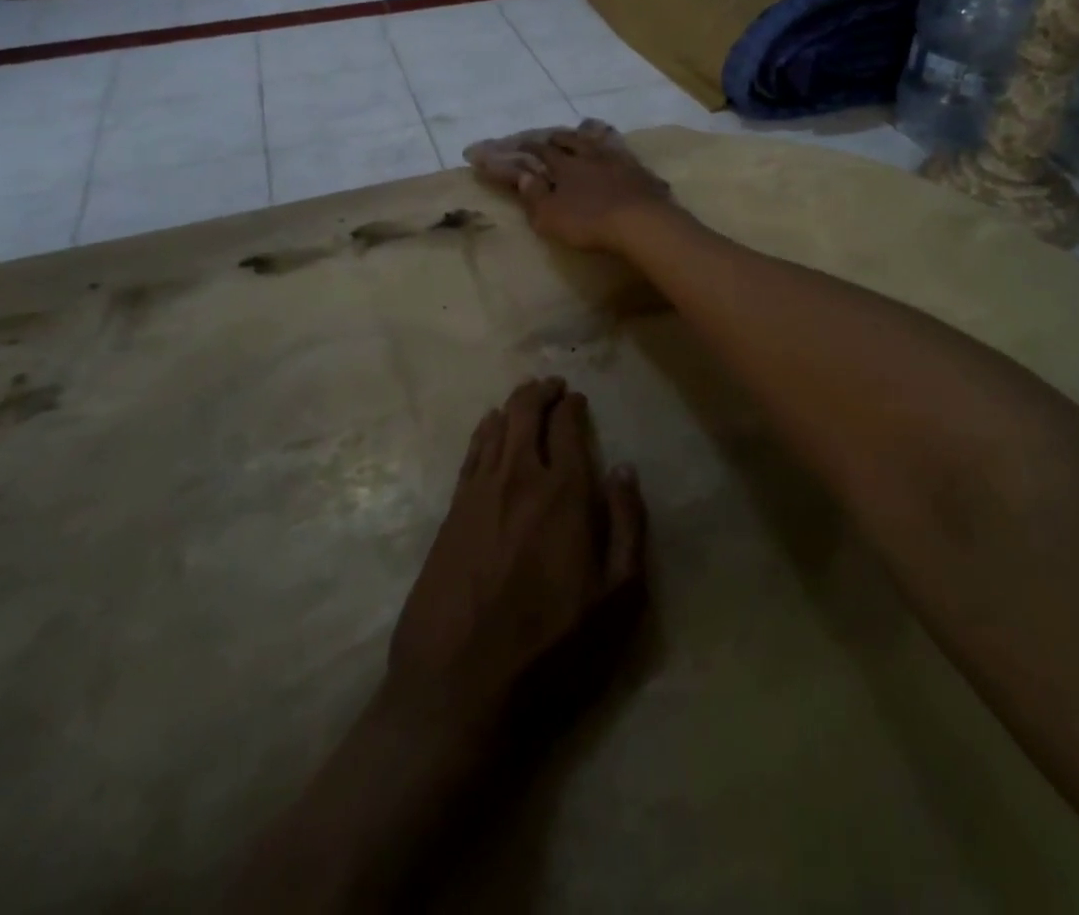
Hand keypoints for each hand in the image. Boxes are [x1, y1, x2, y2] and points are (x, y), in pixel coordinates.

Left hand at [387, 379, 647, 730]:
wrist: (458, 692)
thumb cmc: (552, 651)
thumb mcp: (618, 601)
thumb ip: (628, 527)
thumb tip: (624, 471)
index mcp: (565, 494)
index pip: (568, 427)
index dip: (572, 406)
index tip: (577, 399)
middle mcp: (520, 478)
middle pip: (526, 413)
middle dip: (541, 392)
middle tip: (552, 386)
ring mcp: (478, 494)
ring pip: (496, 427)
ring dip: (513, 405)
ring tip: (525, 397)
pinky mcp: (450, 515)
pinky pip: (470, 454)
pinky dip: (484, 431)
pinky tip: (488, 426)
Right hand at [468, 121, 674, 253]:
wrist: (640, 222)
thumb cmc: (588, 222)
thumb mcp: (549, 216)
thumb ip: (534, 195)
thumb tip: (523, 175)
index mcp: (565, 166)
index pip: (544, 151)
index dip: (531, 147)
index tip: (522, 145)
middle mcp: (591, 155)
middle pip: (573, 140)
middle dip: (560, 137)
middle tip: (552, 137)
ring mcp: (619, 160)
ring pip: (600, 141)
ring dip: (589, 137)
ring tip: (585, 132)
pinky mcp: (641, 170)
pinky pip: (624, 153)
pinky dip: (616, 149)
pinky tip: (618, 152)